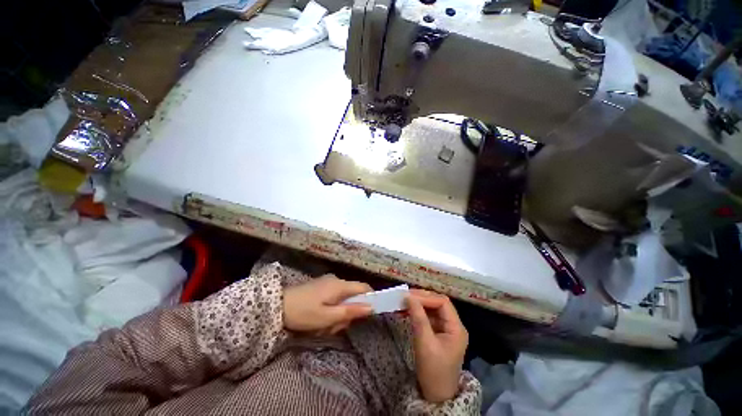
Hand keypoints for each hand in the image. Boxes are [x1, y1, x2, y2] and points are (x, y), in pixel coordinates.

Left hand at [283, 274, 372, 333]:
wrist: (278, 305)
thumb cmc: (304, 312)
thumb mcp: (327, 317)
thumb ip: (350, 311)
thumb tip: (371, 307)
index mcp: (340, 285)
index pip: (364, 287)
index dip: (371, 297)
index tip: (370, 313)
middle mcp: (336, 280)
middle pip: (353, 295)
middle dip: (348, 312)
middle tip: (336, 327)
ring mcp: (328, 282)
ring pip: (343, 298)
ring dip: (338, 313)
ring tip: (324, 326)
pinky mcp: (321, 286)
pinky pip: (334, 297)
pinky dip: (331, 309)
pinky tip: (320, 319)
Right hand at [406, 289, 467, 402]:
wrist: (436, 396)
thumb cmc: (433, 371)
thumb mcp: (425, 344)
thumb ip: (418, 318)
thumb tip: (409, 297)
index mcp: (456, 328)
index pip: (443, 303)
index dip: (426, 297)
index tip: (409, 296)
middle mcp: (453, 325)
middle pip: (438, 303)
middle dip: (422, 298)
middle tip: (405, 296)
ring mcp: (446, 329)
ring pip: (432, 309)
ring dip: (418, 304)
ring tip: (404, 302)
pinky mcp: (438, 332)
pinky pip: (428, 316)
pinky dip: (417, 312)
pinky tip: (406, 311)